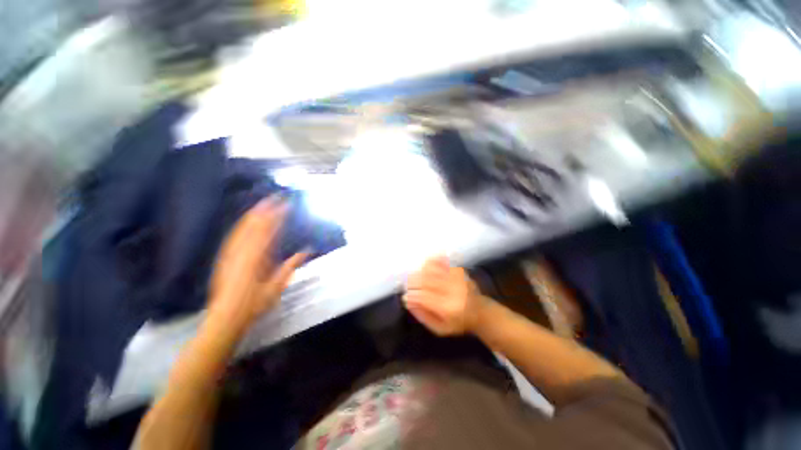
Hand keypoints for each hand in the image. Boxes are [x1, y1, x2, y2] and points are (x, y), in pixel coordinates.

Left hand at [208, 197, 305, 332]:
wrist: (227, 315)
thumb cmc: (255, 302)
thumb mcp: (278, 285)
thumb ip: (291, 265)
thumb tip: (307, 250)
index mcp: (258, 256)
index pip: (270, 230)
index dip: (278, 215)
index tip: (287, 204)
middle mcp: (243, 250)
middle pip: (255, 224)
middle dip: (266, 208)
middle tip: (276, 196)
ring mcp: (231, 252)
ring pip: (243, 227)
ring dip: (254, 213)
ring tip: (263, 203)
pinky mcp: (225, 256)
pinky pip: (234, 235)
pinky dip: (242, 224)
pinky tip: (246, 221)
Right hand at [403, 256, 488, 335]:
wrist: (480, 312)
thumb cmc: (458, 323)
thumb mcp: (440, 329)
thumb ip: (423, 316)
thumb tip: (407, 301)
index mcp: (449, 308)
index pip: (424, 297)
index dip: (412, 295)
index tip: (405, 296)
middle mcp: (453, 291)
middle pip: (427, 280)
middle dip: (413, 282)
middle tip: (407, 285)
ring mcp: (457, 279)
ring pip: (433, 269)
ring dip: (420, 272)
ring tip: (415, 277)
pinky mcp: (459, 271)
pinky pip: (442, 262)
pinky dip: (432, 262)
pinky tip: (425, 266)